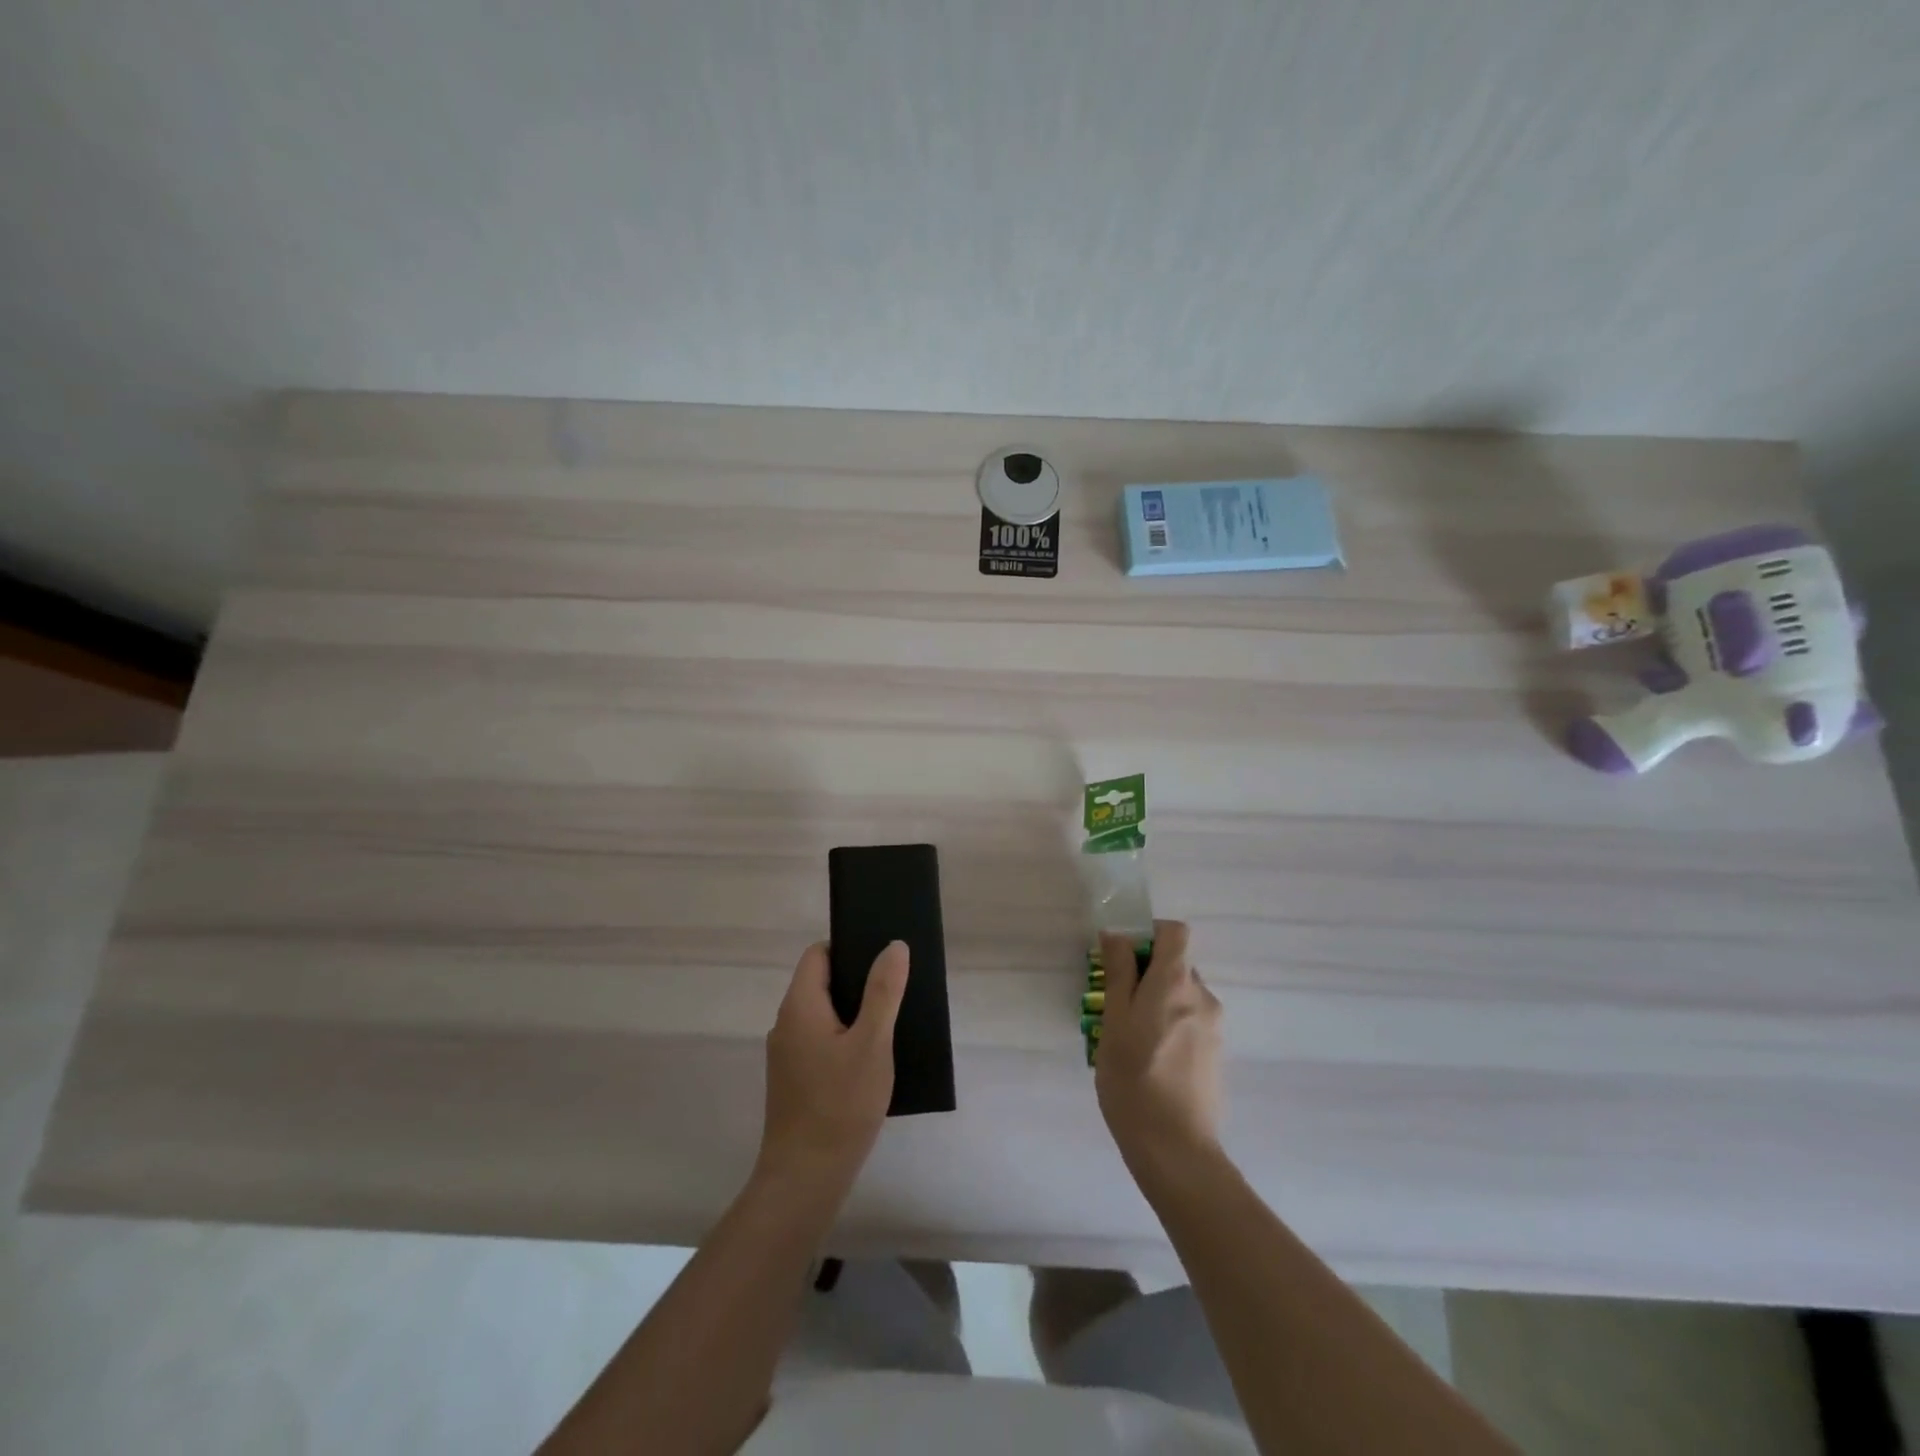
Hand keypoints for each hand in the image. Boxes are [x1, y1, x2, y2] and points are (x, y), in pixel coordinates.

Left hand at [757, 941, 908, 1187]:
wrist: (805, 1178)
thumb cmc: (841, 1103)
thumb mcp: (872, 1042)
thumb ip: (883, 991)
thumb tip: (894, 946)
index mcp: (800, 1005)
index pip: (818, 954)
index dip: (849, 947)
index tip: (882, 957)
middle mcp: (786, 1023)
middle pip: (821, 982)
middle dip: (857, 981)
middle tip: (895, 988)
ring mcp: (787, 1054)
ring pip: (823, 1015)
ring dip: (853, 1013)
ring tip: (890, 1021)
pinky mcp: (794, 1080)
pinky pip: (820, 1041)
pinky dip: (844, 1039)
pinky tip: (871, 1058)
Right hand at [1096, 921, 1223, 1169]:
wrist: (1176, 1149)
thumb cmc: (1133, 1079)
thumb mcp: (1114, 1021)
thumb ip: (1118, 973)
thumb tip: (1117, 935)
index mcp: (1176, 982)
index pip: (1175, 932)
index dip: (1149, 934)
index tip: (1123, 957)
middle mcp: (1203, 996)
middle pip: (1177, 964)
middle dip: (1147, 973)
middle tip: (1116, 1004)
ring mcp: (1214, 1027)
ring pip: (1182, 996)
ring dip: (1157, 1002)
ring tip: (1130, 1039)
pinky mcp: (1216, 1054)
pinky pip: (1190, 1021)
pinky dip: (1170, 1025)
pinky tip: (1150, 1060)